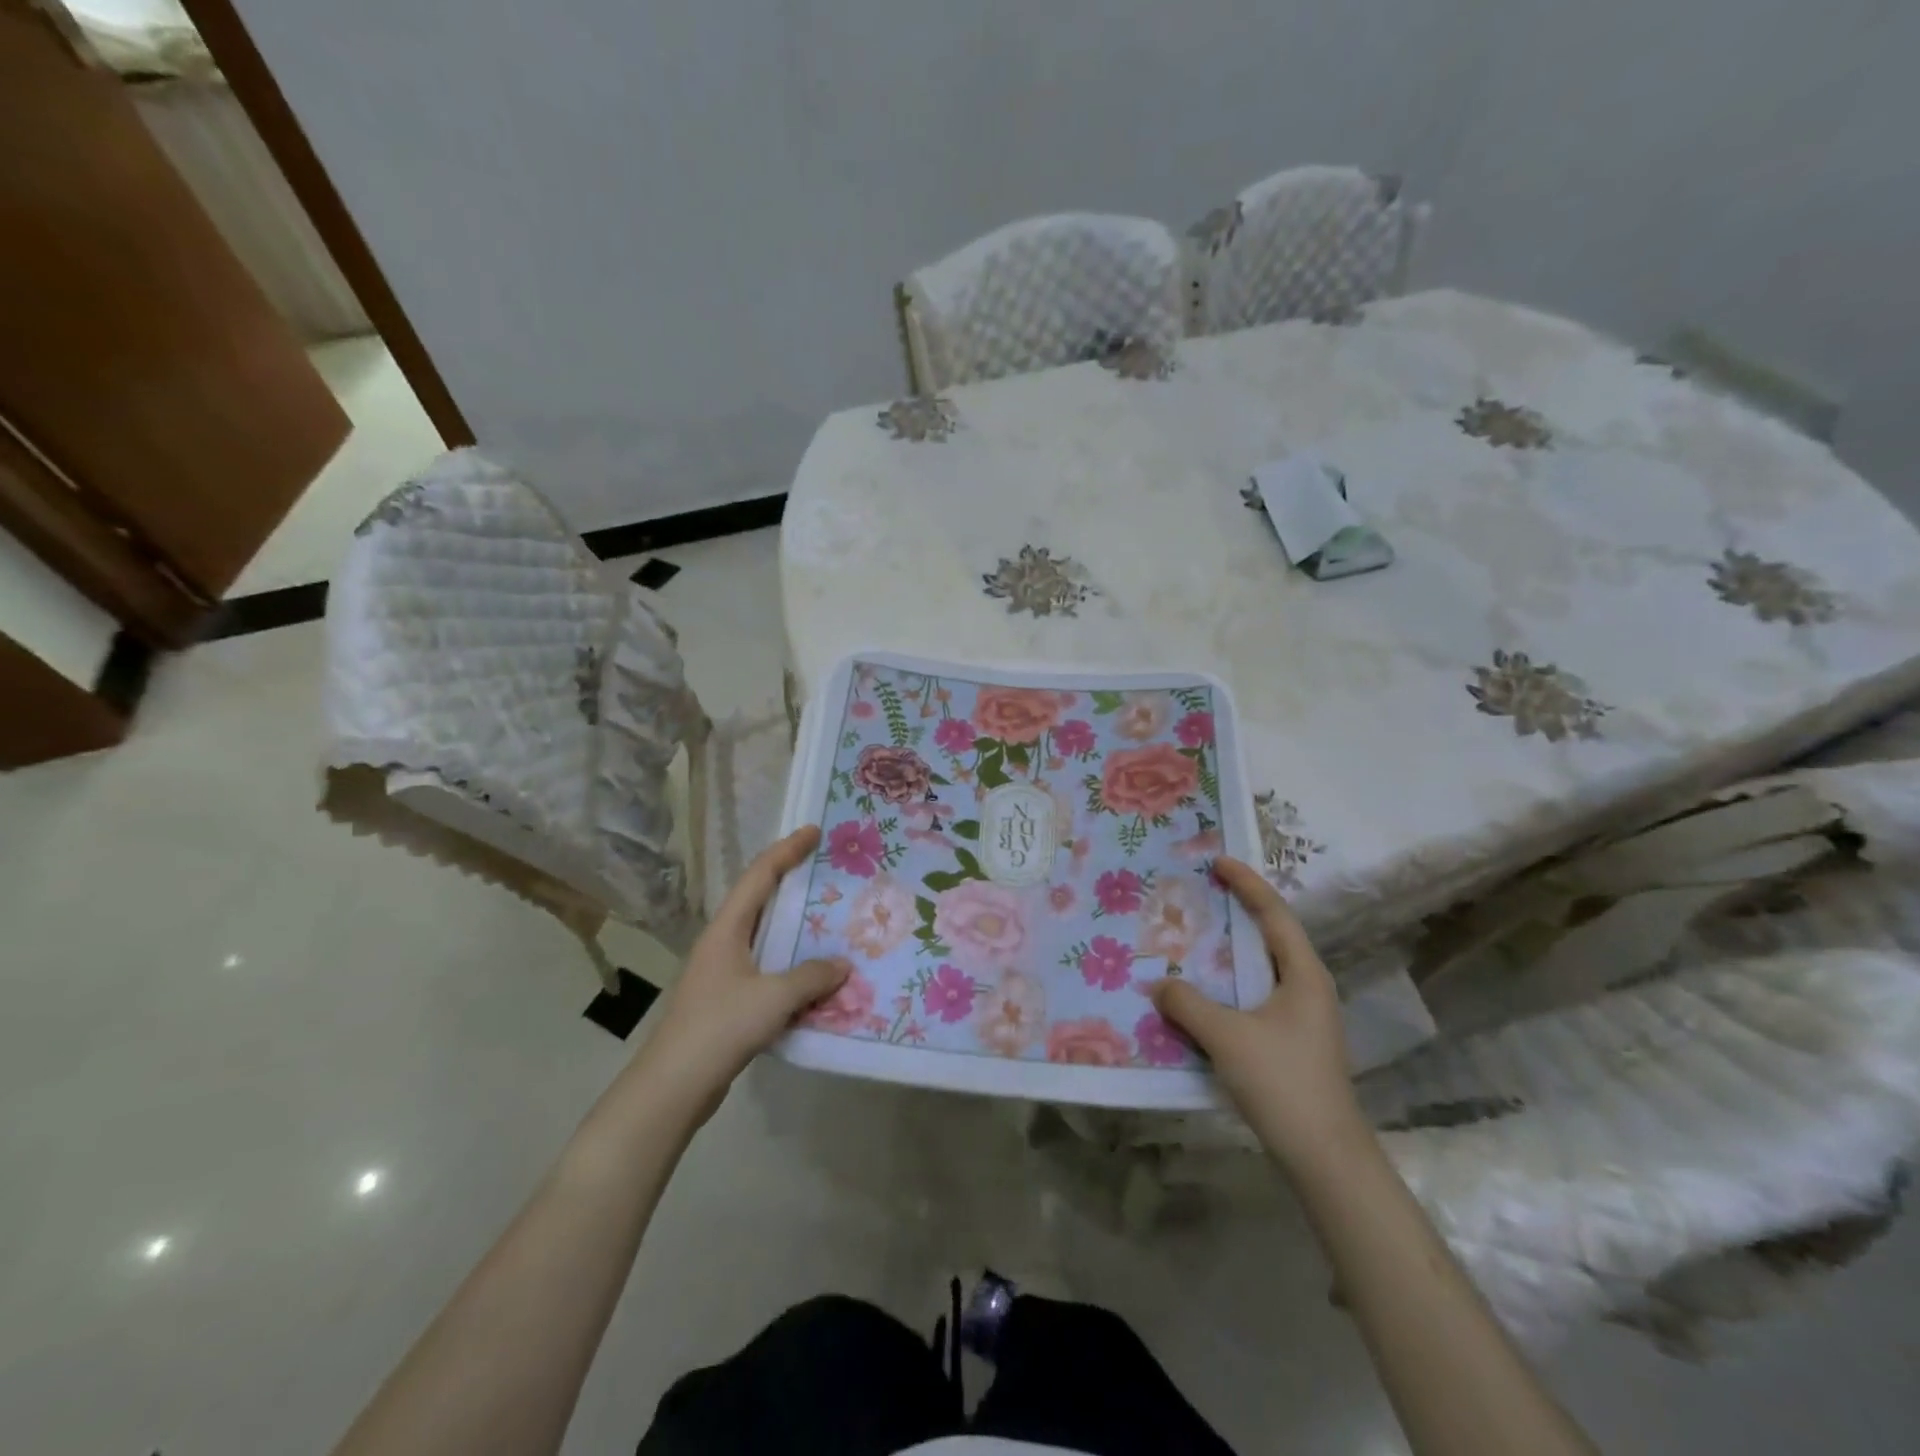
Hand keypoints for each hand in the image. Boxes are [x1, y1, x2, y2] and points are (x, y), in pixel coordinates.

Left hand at [634, 826, 847, 1119]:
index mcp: (727, 929)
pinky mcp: (726, 1000)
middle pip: (759, 900)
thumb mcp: (774, 998)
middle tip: (826, 870)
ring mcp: (722, 972)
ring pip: (763, 936)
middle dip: (791, 881)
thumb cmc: (720, 1027)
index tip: (813, 831)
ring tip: (827, 918)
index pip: (759, 876)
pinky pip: (766, 968)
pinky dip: (790, 963)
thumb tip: (842, 965)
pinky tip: (813, 974)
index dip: (787, 850)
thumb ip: (811, 977)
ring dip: (793, 926)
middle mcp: (722, 942)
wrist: (673, 1086)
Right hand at [1150, 856, 1366, 1167]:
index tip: (1217, 861)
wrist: (1324, 1157)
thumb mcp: (1226, 1037)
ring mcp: (1302, 1018)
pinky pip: (1255, 996)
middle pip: (1271, 936)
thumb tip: (1158, 985)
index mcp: (1305, 974)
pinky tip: (1202, 995)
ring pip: (1262, 969)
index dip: (1247, 884)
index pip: (1275, 914)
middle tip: (1201, 894)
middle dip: (1238, 911)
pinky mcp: (1291, 1042)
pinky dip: (1229, 985)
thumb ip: (1187, 1004)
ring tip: (1194, 939)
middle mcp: (1308, 988)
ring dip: (1231, 952)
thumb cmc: (1282, 1083)